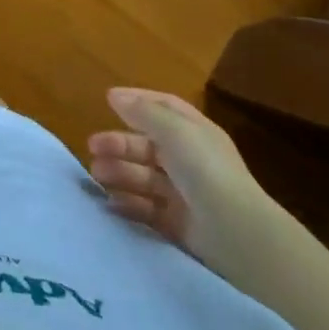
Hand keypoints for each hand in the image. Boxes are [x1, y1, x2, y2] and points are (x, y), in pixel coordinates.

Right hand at [88, 88, 278, 273]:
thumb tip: (114, 95)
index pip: (165, 109)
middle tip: (92, 147)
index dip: (138, 101)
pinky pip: (147, 209)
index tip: (107, 101)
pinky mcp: (178, 225)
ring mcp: (185, 194)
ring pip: (144, 177)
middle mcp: (191, 160)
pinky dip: (127, 204)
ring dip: (119, 172)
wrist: (236, 234)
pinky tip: (109, 203)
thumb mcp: (175, 131)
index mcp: (195, 133)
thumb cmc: (205, 171)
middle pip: (148, 145)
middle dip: (120, 143)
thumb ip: (143, 112)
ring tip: (96, 175)